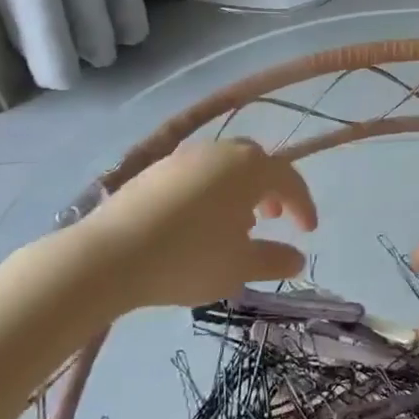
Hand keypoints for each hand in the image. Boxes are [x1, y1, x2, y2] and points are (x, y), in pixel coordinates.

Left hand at [38, 139, 315, 316]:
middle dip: (271, 190)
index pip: (289, 178)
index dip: (303, 205)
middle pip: (256, 163)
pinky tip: (198, 223)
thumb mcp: (240, 267)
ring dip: (239, 191)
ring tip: (235, 225)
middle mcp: (220, 151)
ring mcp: (184, 156)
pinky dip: (209, 192)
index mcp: (249, 167)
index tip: (308, 231)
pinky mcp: (154, 169)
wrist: (110, 254)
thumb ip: (275, 259)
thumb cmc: (189, 258)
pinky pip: (196, 174)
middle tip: (274, 217)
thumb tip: (298, 258)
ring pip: (224, 167)